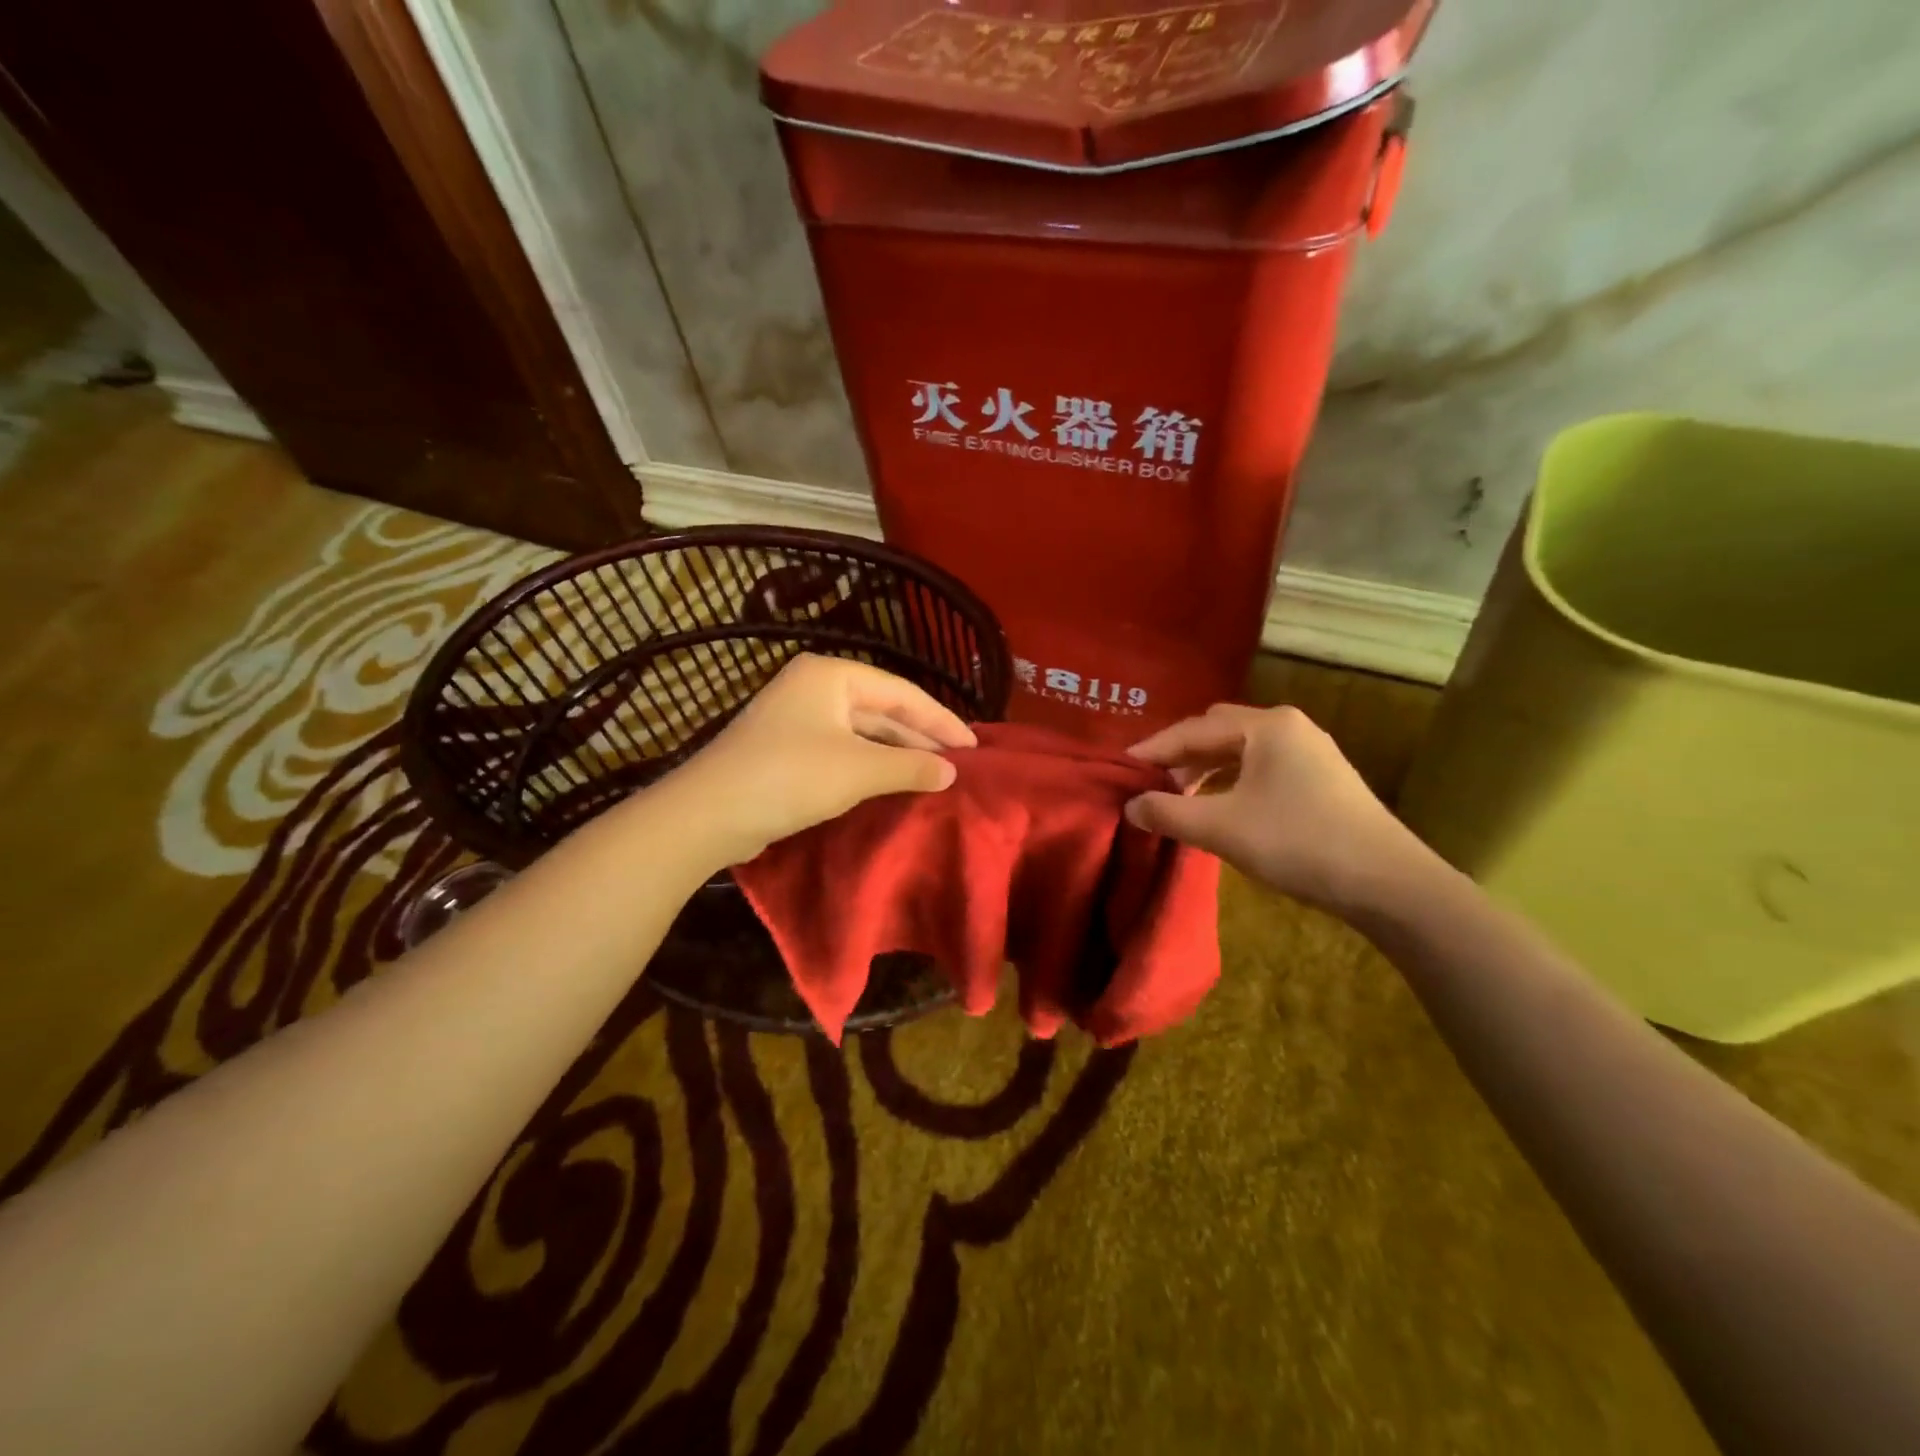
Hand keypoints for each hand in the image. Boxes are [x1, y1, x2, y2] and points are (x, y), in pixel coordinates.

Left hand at [660, 654, 975, 864]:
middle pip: (882, 709)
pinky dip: (871, 764)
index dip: (941, 719)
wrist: (709, 814)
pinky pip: (844, 749)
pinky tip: (893, 782)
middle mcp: (815, 686)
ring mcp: (798, 717)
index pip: (902, 692)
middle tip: (959, 763)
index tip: (974, 746)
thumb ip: (910, 766)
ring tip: (935, 774)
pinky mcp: (788, 748)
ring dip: (897, 753)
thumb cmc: (790, 777)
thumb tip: (951, 771)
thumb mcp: (859, 770)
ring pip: (863, 731)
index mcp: (832, 675)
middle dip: (920, 736)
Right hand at [1126, 703, 1435, 915]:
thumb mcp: (1221, 828)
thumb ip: (1168, 812)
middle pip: (1218, 731)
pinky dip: (1232, 780)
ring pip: (1241, 750)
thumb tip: (1130, 805)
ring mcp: (1311, 751)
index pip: (1193, 728)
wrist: (1388, 883)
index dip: (1154, 749)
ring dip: (1206, 768)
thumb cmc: (1298, 843)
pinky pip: (1262, 766)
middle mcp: (1289, 726)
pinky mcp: (1323, 778)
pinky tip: (1220, 805)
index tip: (1122, 768)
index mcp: (1266, 726)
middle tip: (1150, 781)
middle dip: (1180, 754)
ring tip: (1180, 795)